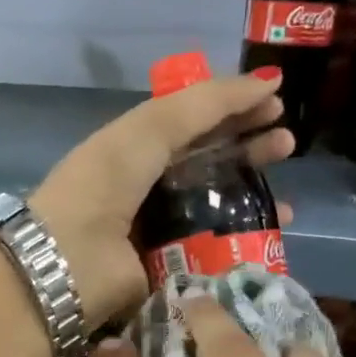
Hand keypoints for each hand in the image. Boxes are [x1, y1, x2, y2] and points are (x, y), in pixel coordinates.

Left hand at [27, 70, 291, 327]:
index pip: (191, 125)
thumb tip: (267, 81)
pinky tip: (270, 238)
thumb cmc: (103, 187)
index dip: (232, 110)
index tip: (276, 102)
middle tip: (287, 145)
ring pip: (213, 212)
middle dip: (249, 152)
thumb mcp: (149, 130)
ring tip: (288, 201)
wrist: (66, 264)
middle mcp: (145, 190)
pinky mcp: (165, 274)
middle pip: (206, 166)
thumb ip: (204, 103)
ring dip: (251, 202)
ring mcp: (156, 234)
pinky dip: (240, 245)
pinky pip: (210, 254)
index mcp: (133, 151)